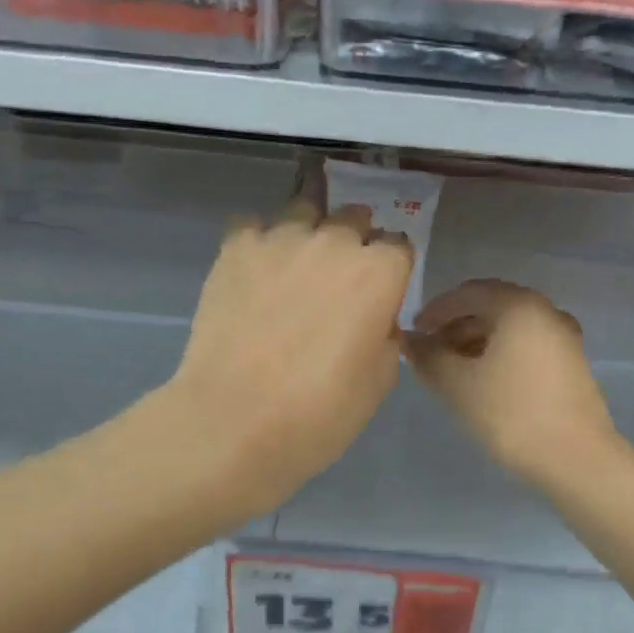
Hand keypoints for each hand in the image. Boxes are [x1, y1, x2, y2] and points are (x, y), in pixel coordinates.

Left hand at [162, 199, 411, 518]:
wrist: (234, 421)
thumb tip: (376, 318)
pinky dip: (258, 242)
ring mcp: (281, 239)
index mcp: (379, 273)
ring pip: (304, 211)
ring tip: (295, 266)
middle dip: (354, 241)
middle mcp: (335, 241)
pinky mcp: (236, 248)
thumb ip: (385, 335)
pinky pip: (253, 225)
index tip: (380, 291)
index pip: (398, 245)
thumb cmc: (319, 413)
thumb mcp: (378, 382)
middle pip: (354, 218)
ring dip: (309, 232)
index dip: (391, 268)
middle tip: (339, 280)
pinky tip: (253, 271)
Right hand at [405, 279, 617, 487]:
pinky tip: (483, 379)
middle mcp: (545, 311)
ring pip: (510, 327)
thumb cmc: (511, 414)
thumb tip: (410, 341)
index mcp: (519, 306)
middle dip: (456, 324)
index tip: (414, 333)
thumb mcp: (457, 385)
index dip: (436, 309)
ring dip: (477, 339)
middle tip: (430, 351)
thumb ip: (428, 356)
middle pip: (491, 306)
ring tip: (452, 368)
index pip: (468, 292)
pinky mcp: (571, 363)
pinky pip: (527, 344)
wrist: (576, 459)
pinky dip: (500, 352)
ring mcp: (563, 337)